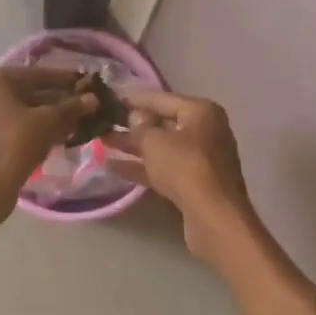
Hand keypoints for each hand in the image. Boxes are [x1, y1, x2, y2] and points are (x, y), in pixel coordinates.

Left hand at [0, 67, 95, 221]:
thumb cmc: (15, 144)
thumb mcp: (48, 122)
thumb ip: (71, 107)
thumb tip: (93, 99)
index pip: (37, 75)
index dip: (64, 80)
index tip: (86, 83)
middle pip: (28, 93)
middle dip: (57, 101)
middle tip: (84, 105)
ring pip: (20, 111)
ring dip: (47, 117)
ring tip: (76, 122)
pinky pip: (11, 126)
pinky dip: (32, 129)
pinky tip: (57, 137)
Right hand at [111, 89, 258, 261]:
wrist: (214, 217)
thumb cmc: (185, 167)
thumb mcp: (155, 142)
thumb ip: (139, 128)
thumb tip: (134, 118)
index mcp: (201, 111)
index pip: (162, 98)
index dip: (135, 98)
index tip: (111, 98)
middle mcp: (204, 130)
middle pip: (163, 123)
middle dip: (132, 124)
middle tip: (104, 122)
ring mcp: (200, 159)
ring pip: (161, 148)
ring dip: (133, 146)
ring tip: (101, 142)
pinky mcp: (194, 183)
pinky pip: (163, 168)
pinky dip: (141, 167)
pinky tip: (112, 166)